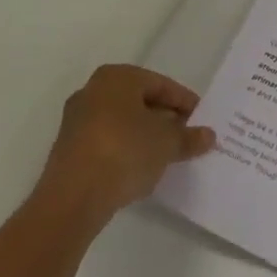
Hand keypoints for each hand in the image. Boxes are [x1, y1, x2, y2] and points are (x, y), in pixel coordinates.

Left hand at [33, 64, 215, 225]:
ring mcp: (77, 121)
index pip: (161, 85)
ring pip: (122, 122)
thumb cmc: (125, 152)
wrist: (72, 199)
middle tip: (186, 135)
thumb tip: (208, 135)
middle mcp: (93, 91)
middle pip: (140, 102)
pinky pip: (107, 142)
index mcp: (117, 77)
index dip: (184, 102)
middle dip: (164, 118)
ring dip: (145, 136)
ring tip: (167, 154)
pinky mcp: (69, 150)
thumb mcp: (167, 143)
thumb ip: (189, 137)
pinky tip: (141, 168)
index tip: (200, 119)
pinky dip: (126, 150)